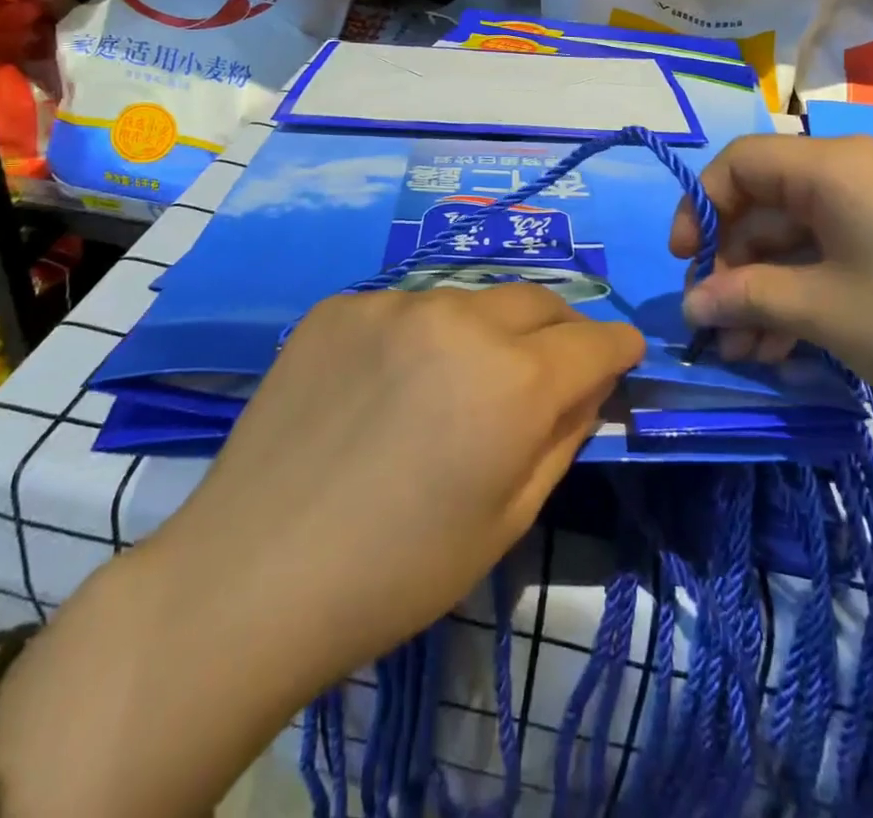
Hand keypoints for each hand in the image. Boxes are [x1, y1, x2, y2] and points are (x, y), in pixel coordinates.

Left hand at [0, 285, 643, 817]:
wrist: (252, 572)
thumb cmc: (397, 570)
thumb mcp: (507, 518)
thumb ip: (563, 434)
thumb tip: (590, 382)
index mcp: (513, 378)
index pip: (595, 338)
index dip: (615, 349)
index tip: (619, 359)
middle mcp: (460, 318)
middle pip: (537, 300)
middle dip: (557, 330)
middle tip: (545, 370)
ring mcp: (393, 302)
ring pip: (468, 302)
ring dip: (481, 334)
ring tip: (448, 387)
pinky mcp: (340, 303)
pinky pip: (403, 309)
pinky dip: (415, 338)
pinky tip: (382, 386)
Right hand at [668, 133, 872, 442]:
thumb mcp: (824, 311)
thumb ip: (745, 297)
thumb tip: (690, 305)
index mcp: (832, 167)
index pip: (739, 162)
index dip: (700, 207)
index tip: (686, 264)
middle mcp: (853, 174)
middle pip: (764, 204)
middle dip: (732, 265)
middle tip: (715, 325)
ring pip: (794, 238)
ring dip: (762, 289)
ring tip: (744, 351)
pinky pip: (829, 255)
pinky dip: (800, 293)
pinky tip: (781, 346)